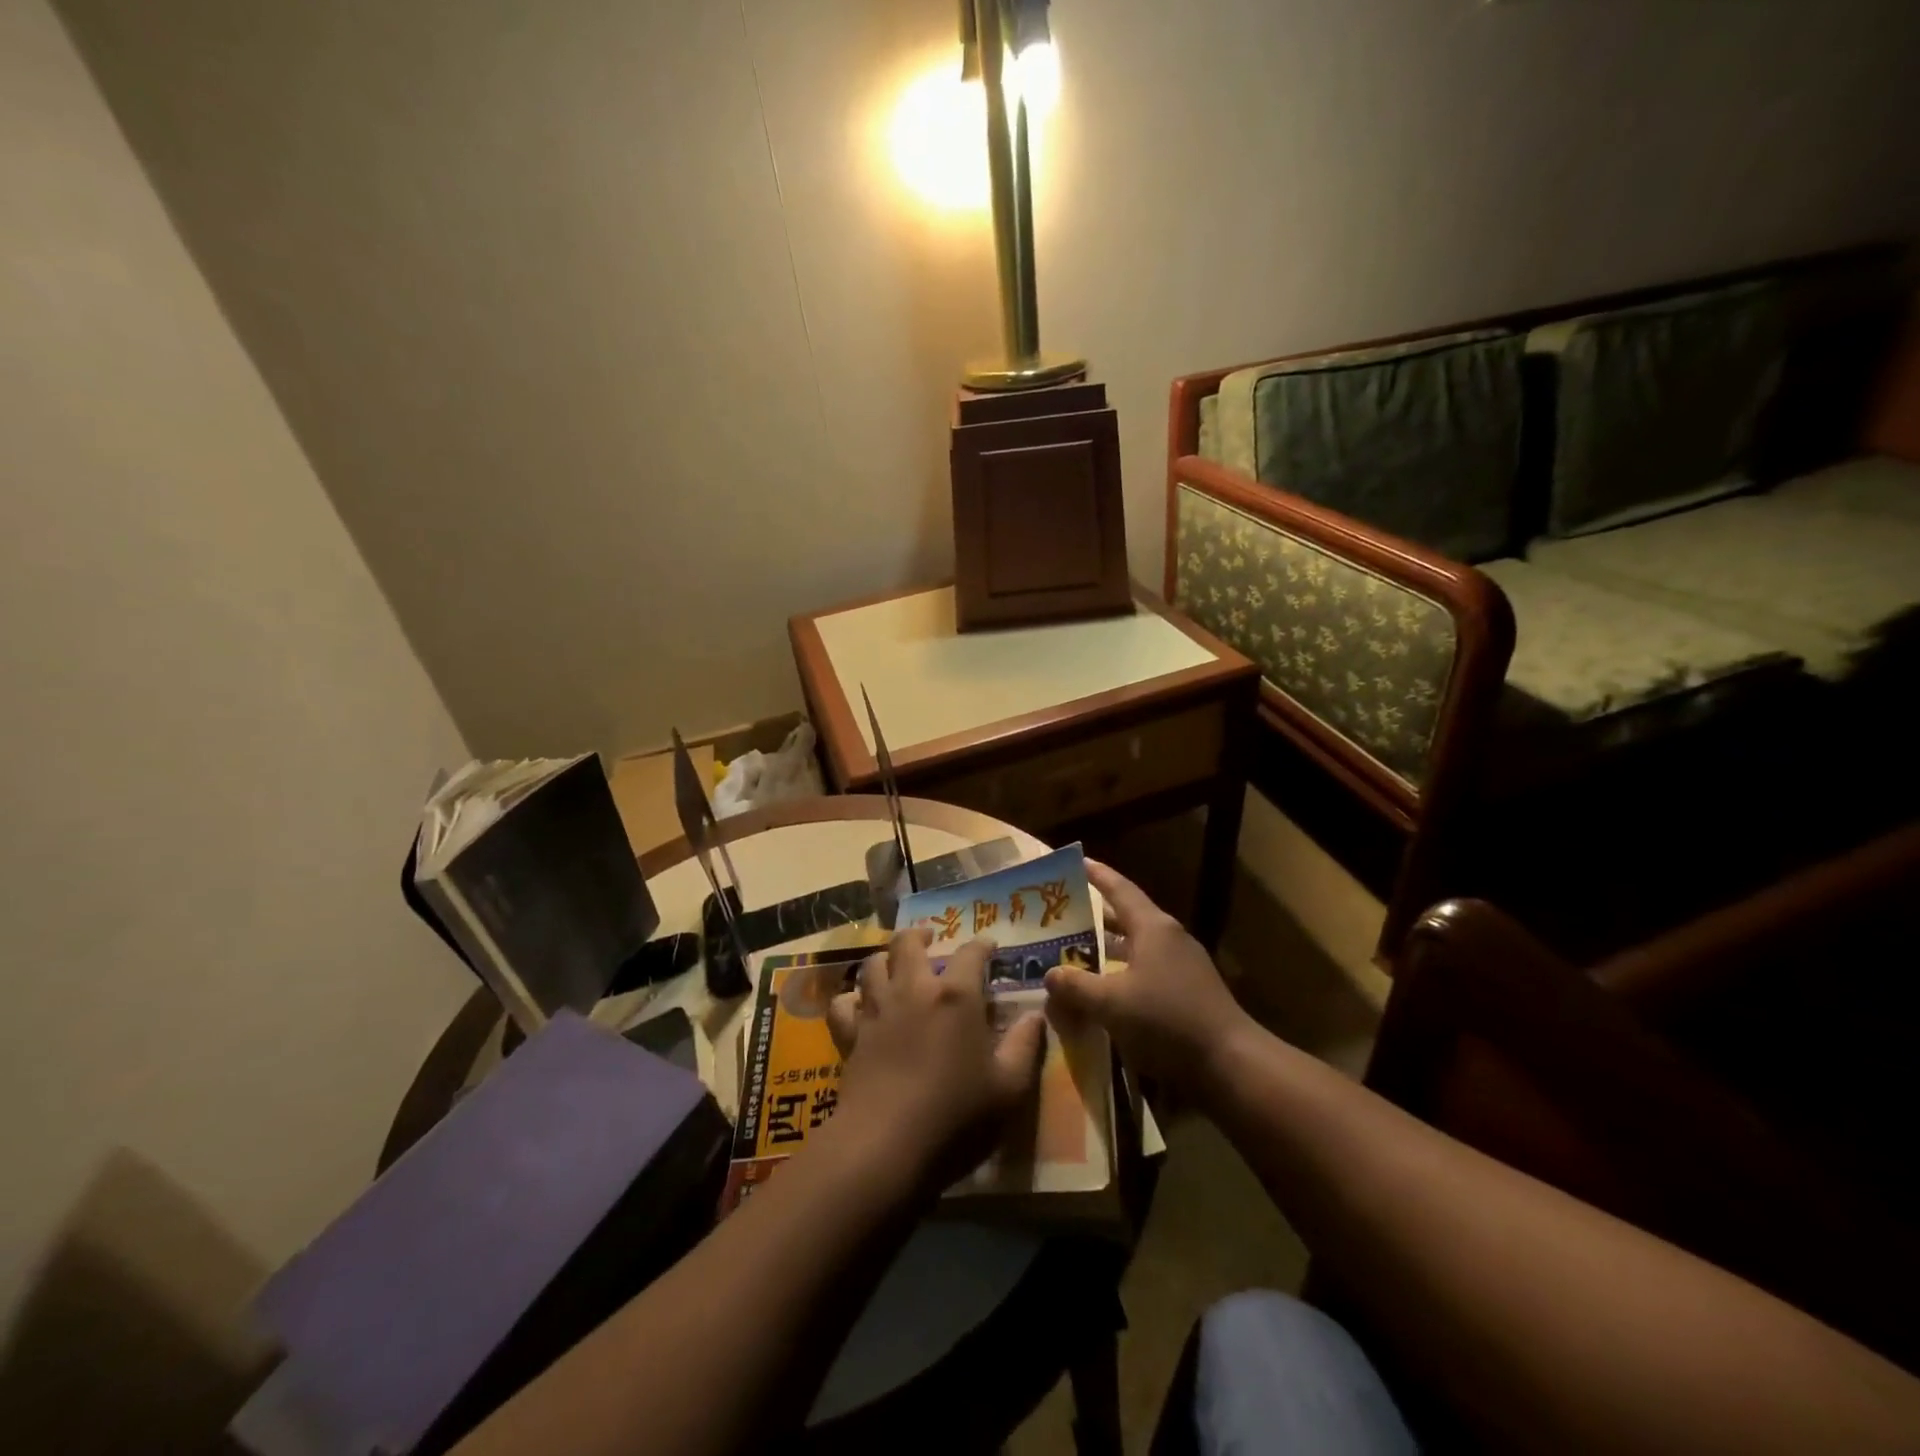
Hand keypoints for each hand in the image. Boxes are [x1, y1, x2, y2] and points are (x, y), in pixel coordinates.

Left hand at [826, 929, 1045, 1192]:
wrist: (887, 1144)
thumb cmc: (957, 1114)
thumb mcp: (1009, 1086)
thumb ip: (1025, 1045)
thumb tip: (1035, 1016)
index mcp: (956, 995)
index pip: (971, 953)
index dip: (982, 945)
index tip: (989, 946)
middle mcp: (914, 990)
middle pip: (908, 943)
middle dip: (920, 935)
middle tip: (929, 939)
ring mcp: (877, 1010)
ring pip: (872, 964)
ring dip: (885, 959)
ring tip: (894, 964)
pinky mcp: (851, 1035)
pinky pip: (844, 1004)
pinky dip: (851, 1000)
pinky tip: (860, 1007)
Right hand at [1044, 861, 1254, 1098]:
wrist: (1230, 1064)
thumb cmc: (1167, 1021)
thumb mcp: (1111, 1004)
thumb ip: (1076, 986)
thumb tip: (1050, 974)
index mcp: (1153, 928)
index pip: (1119, 889)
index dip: (1097, 875)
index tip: (1076, 861)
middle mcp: (1169, 939)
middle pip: (1126, 918)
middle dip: (1094, 916)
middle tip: (1061, 916)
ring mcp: (1182, 966)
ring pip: (1135, 948)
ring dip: (1106, 949)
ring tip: (1073, 953)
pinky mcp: (1187, 993)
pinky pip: (1145, 972)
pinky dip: (1121, 974)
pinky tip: (1102, 992)